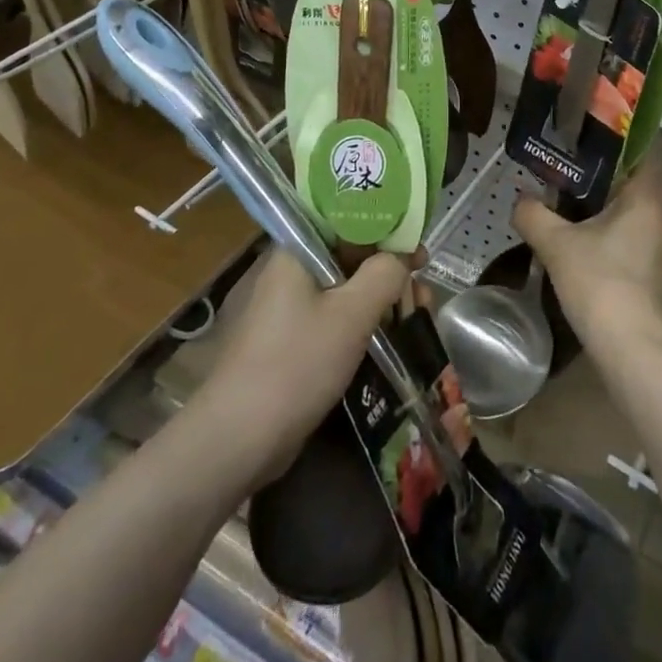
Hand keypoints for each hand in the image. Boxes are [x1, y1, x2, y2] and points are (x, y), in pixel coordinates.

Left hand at [190, 248, 408, 484]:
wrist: (238, 440)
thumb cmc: (297, 363)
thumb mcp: (352, 313)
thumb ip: (385, 273)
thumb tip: (401, 257)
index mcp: (297, 252)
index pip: (347, 221)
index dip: (386, 229)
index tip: (417, 247)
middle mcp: (290, 273)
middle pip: (349, 257)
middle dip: (390, 270)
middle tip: (423, 288)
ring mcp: (287, 310)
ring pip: (345, 291)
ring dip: (381, 299)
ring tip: (416, 314)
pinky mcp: (290, 342)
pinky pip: (334, 319)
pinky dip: (363, 323)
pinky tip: (390, 337)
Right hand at [512, 136, 661, 351]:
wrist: (632, 350)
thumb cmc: (601, 284)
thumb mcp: (558, 245)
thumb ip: (535, 215)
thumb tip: (520, 199)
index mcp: (645, 198)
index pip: (654, 146)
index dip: (636, 128)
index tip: (606, 118)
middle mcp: (659, 216)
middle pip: (639, 176)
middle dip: (609, 163)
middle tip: (573, 152)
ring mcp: (658, 246)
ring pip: (633, 207)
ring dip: (606, 197)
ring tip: (569, 189)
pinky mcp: (650, 271)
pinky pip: (630, 232)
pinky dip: (608, 224)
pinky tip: (580, 233)